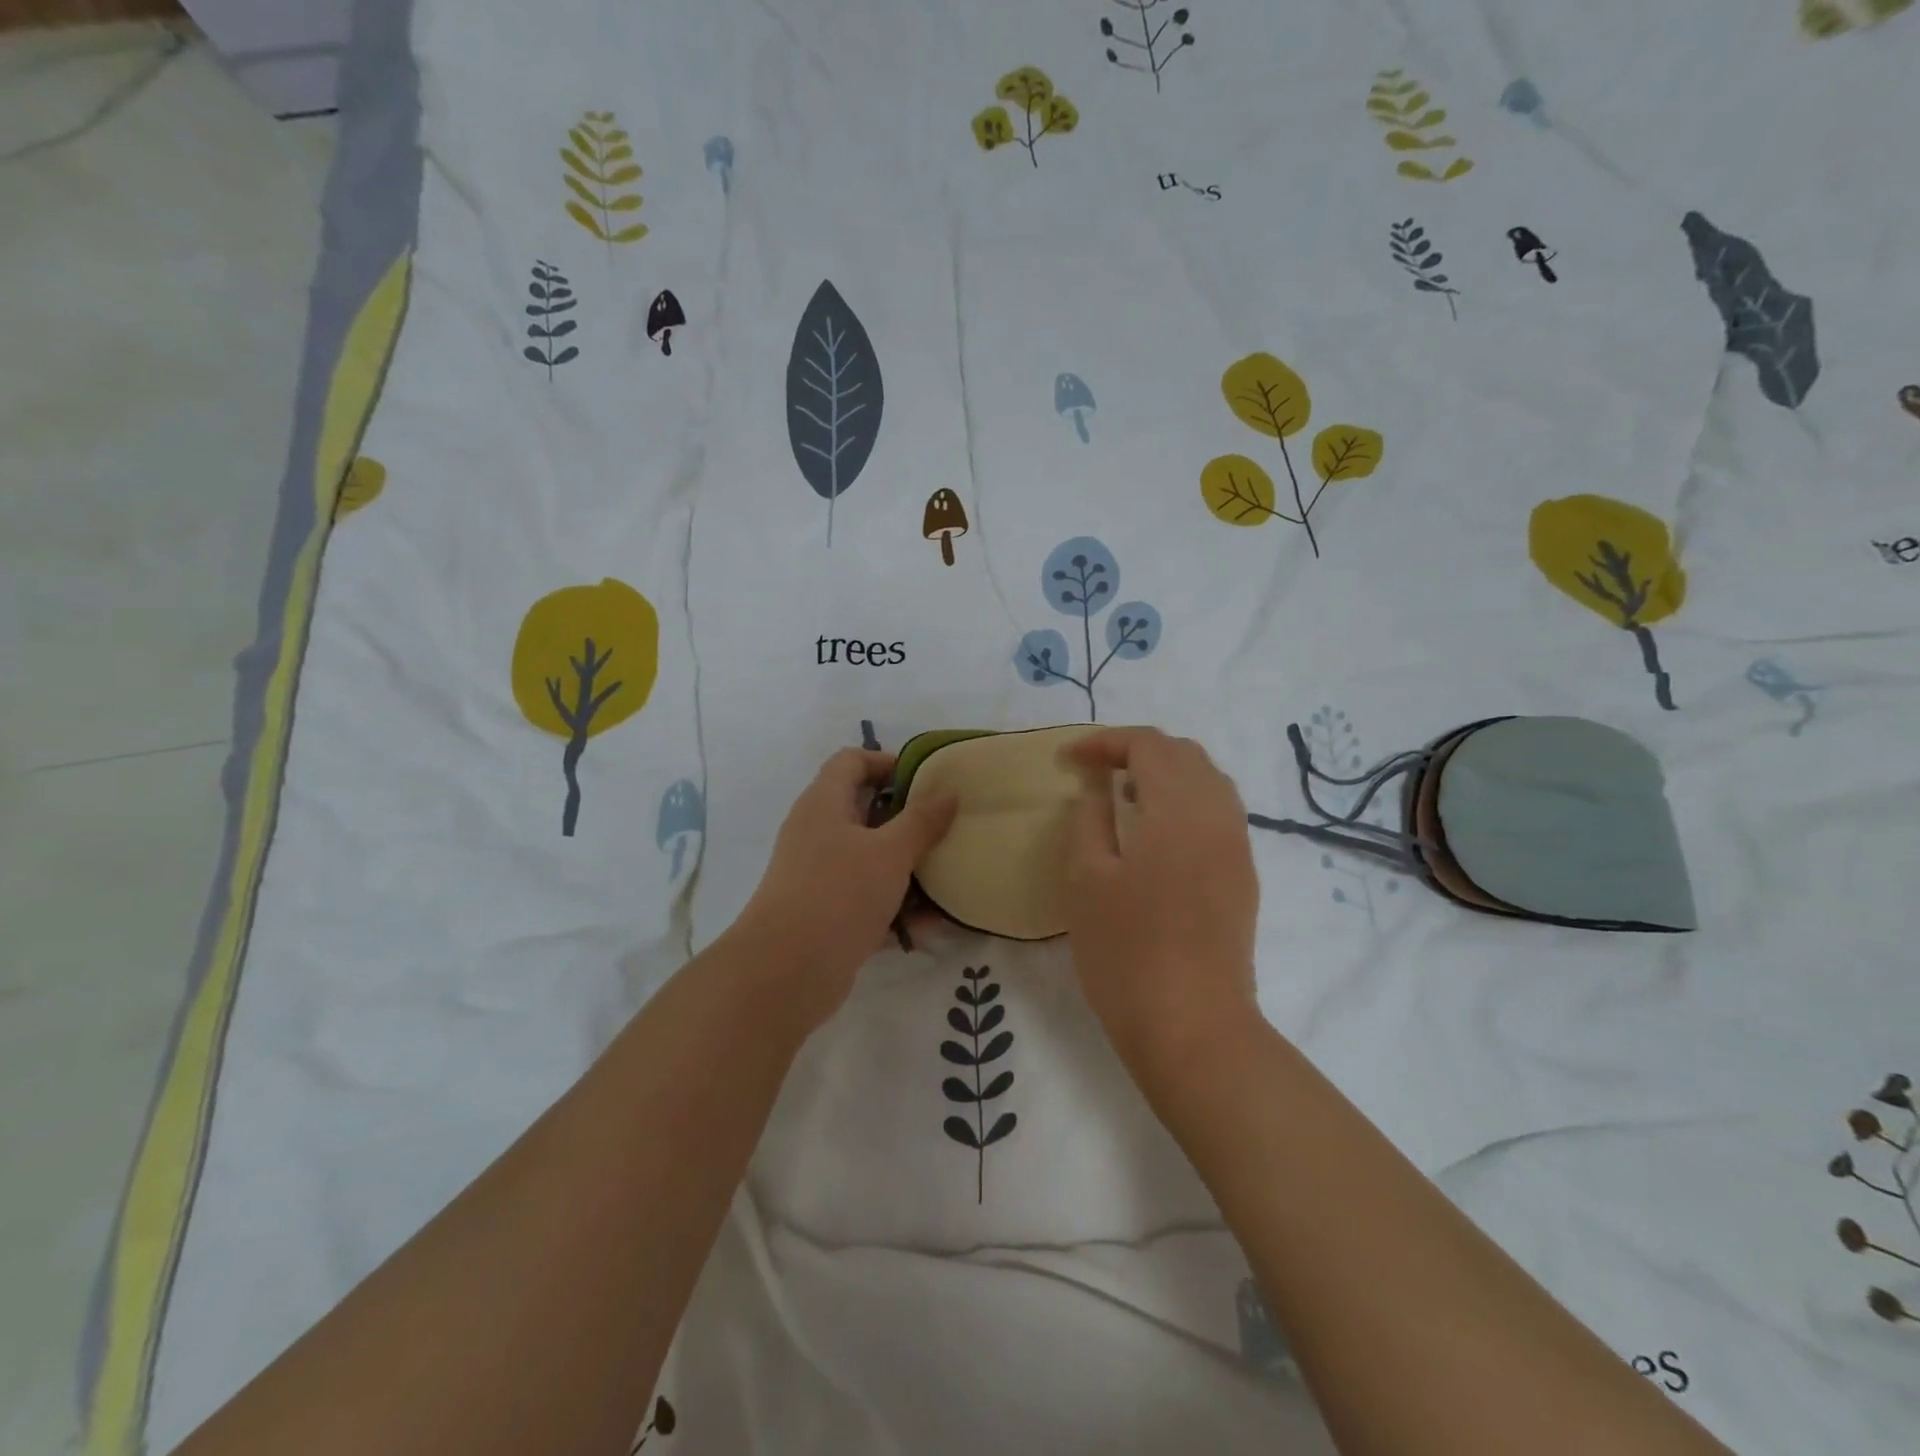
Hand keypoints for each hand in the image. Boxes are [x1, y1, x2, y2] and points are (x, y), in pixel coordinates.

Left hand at [729, 749, 957, 1033]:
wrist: (785, 973)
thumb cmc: (838, 894)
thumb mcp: (889, 853)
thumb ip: (922, 821)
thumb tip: (948, 791)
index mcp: (824, 803)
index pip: (852, 761)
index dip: (888, 762)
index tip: (928, 779)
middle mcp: (818, 832)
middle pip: (865, 809)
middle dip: (908, 818)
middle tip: (947, 826)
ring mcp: (820, 874)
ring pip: (871, 857)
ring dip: (907, 867)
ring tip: (948, 875)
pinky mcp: (827, 912)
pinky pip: (868, 897)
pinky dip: (896, 906)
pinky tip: (929, 925)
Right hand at [1062, 729, 1260, 1078]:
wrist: (1193, 1026)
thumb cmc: (1126, 952)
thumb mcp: (1087, 879)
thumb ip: (1089, 819)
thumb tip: (1097, 788)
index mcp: (1179, 809)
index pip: (1148, 745)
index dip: (1105, 742)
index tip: (1068, 760)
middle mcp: (1218, 815)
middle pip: (1183, 754)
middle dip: (1136, 750)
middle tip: (1094, 771)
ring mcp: (1237, 846)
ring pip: (1207, 780)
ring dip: (1164, 773)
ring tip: (1123, 795)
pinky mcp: (1243, 874)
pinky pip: (1218, 811)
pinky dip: (1185, 799)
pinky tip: (1156, 830)